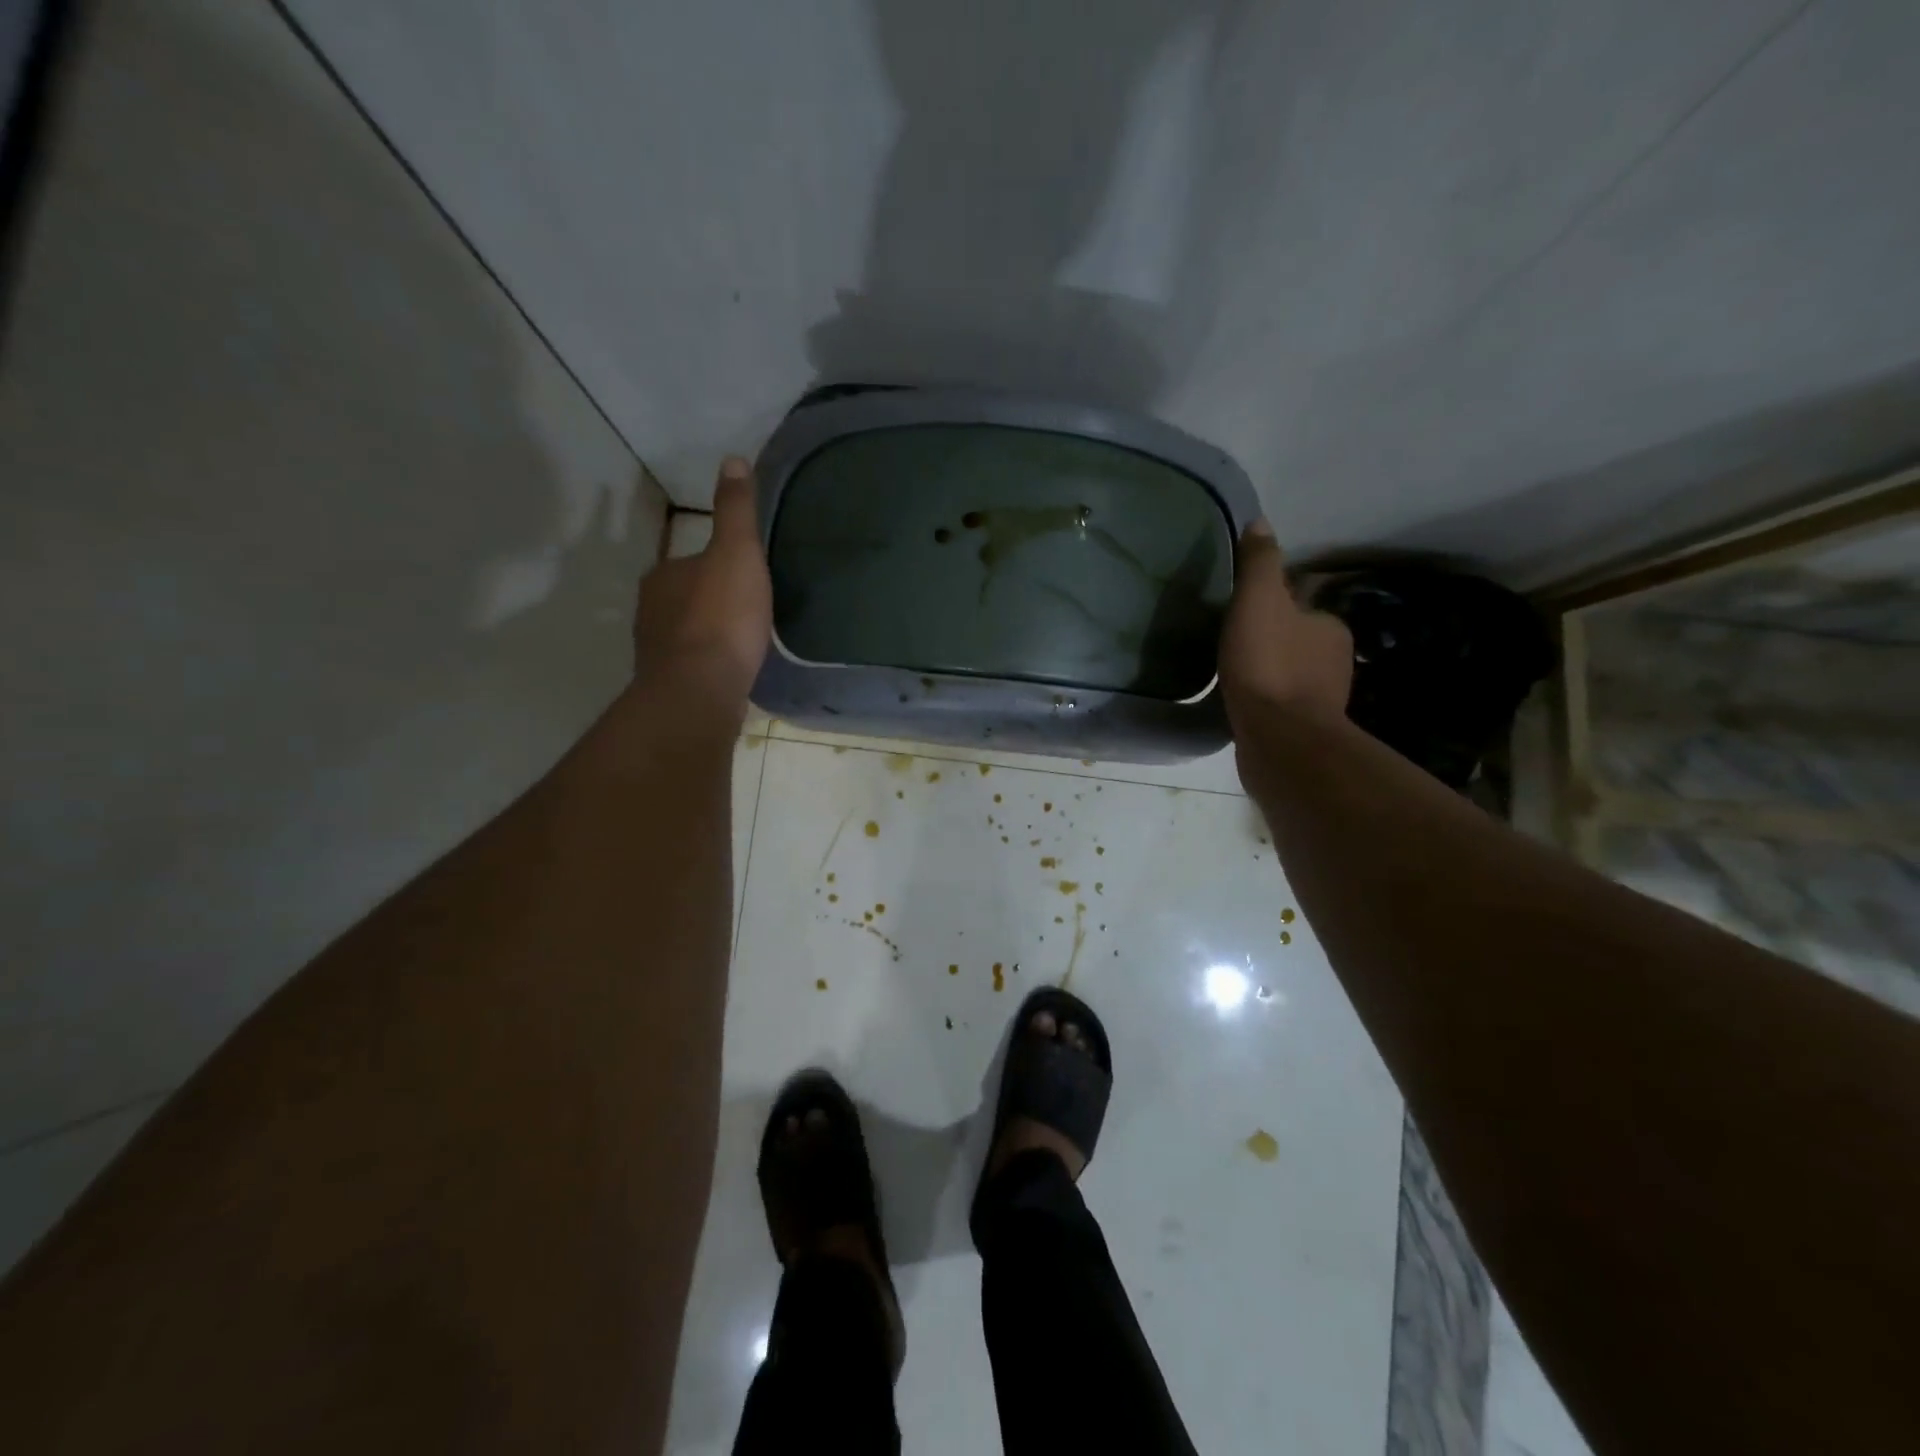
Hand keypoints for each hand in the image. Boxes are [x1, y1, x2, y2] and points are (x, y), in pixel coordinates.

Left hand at [633, 456, 772, 707]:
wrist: (700, 689)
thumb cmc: (721, 617)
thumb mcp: (738, 553)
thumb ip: (735, 510)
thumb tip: (732, 459)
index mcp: (664, 574)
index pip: (690, 562)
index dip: (717, 567)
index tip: (744, 577)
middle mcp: (650, 609)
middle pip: (685, 597)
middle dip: (710, 601)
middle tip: (746, 610)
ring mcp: (655, 650)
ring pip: (685, 633)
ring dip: (707, 635)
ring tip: (740, 643)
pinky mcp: (666, 685)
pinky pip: (690, 665)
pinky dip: (706, 664)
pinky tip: (728, 671)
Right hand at [1219, 520, 1352, 728]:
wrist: (1279, 740)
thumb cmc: (1269, 665)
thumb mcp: (1258, 601)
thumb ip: (1259, 563)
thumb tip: (1260, 522)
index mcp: (1330, 628)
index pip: (1301, 606)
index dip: (1271, 605)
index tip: (1242, 611)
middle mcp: (1335, 662)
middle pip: (1295, 640)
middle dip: (1270, 640)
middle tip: (1231, 642)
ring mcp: (1321, 701)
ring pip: (1289, 675)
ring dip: (1267, 673)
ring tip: (1231, 674)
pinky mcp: (1302, 732)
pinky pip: (1280, 706)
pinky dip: (1264, 702)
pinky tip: (1240, 704)